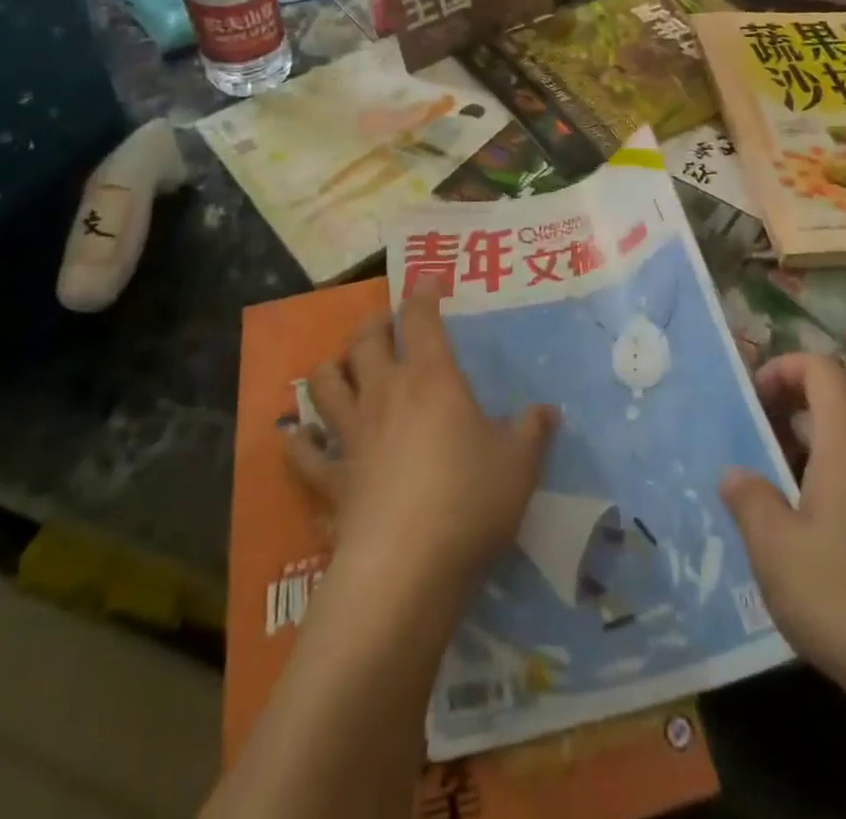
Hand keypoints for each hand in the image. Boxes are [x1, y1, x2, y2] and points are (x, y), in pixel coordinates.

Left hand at [284, 284, 557, 609]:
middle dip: (374, 324)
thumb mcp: (519, 465)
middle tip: (386, 323)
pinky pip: (303, 454)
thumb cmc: (469, 501)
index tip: (427, 278)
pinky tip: (297, 437)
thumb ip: (532, 432)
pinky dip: (298, 442)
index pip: (422, 320)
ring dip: (331, 369)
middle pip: (365, 341)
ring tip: (342, 367)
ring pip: (326, 384)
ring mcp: (351, 435)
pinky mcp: (330, 479)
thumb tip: (547, 411)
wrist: (406, 567)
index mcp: (431, 380)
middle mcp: (384, 395)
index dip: (423, 293)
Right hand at [719, 354, 845, 755]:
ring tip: (769, 490)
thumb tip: (735, 473)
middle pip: (834, 406)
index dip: (783, 367)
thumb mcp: (777, 552)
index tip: (751, 397)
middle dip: (786, 413)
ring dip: (806, 453)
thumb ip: (749, 501)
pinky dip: (831, 484)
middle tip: (747, 444)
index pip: (822, 369)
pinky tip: (808, 535)